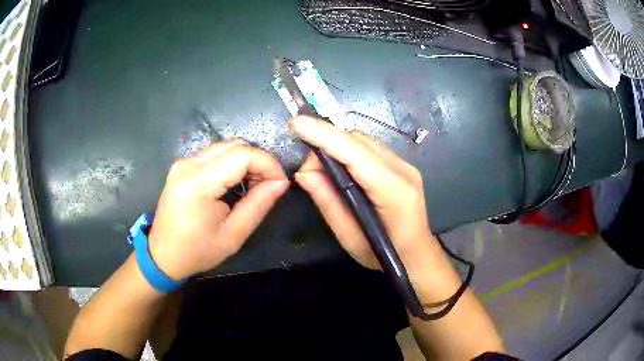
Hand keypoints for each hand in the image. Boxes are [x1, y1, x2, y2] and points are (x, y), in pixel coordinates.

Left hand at [148, 139, 288, 279]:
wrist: (162, 255)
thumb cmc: (197, 251)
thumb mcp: (233, 235)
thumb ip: (258, 205)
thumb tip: (281, 182)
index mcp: (198, 183)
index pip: (242, 155)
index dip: (268, 164)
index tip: (281, 182)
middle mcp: (188, 164)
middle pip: (235, 145)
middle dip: (258, 161)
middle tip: (268, 185)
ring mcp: (183, 162)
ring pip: (225, 146)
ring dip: (246, 160)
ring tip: (253, 184)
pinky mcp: (182, 165)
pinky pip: (214, 153)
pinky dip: (231, 162)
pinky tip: (235, 181)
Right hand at [291, 116, 459, 302]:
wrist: (417, 256)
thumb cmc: (385, 255)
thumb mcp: (350, 238)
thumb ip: (328, 203)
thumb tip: (303, 172)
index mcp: (394, 193)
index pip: (356, 155)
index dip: (325, 136)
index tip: (297, 124)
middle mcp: (403, 171)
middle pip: (359, 142)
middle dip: (326, 142)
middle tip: (306, 166)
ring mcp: (405, 166)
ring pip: (364, 141)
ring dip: (337, 144)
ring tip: (319, 166)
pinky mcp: (402, 166)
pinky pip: (370, 148)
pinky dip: (349, 150)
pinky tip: (339, 165)